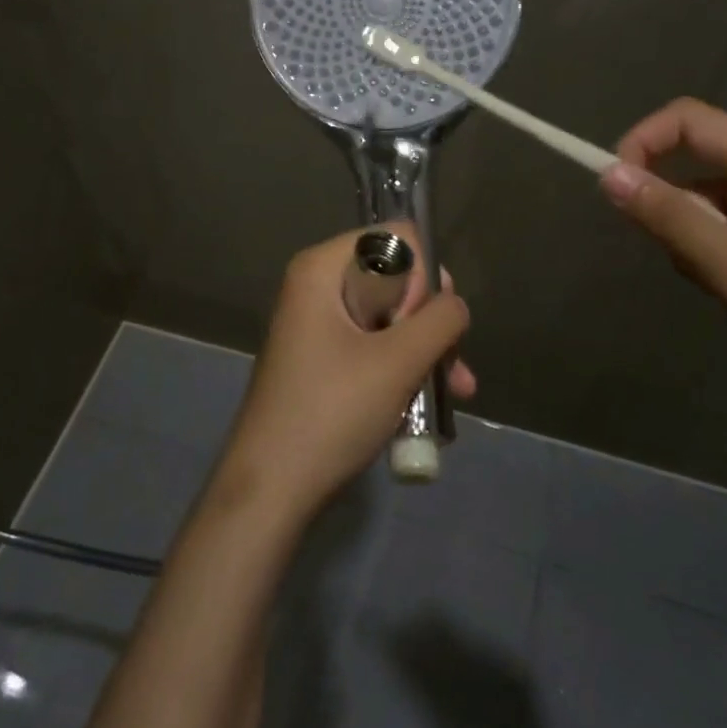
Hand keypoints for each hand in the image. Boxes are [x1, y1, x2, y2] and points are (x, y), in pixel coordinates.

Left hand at [219, 224, 471, 518]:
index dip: (422, 276)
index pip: (395, 237)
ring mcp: (318, 324)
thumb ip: (440, 321)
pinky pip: (373, 344)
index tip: (423, 324)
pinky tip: (431, 407)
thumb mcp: (398, 362)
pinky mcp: (323, 358)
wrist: (270, 490)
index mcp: (321, 268)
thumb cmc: (331, 413)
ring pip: (389, 316)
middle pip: (395, 277)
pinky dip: (402, 367)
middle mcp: (316, 286)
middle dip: (429, 319)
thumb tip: (454, 303)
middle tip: (447, 361)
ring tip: (456, 391)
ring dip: (425, 350)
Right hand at [599, 98, 726, 440]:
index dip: (642, 141)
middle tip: (688, 262)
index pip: (690, 120)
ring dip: (693, 239)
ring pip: (709, 204)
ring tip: (726, 290)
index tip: (615, 190)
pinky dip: (715, 258)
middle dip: (670, 205)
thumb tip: (607, 174)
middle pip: (697, 162)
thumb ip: (670, 219)